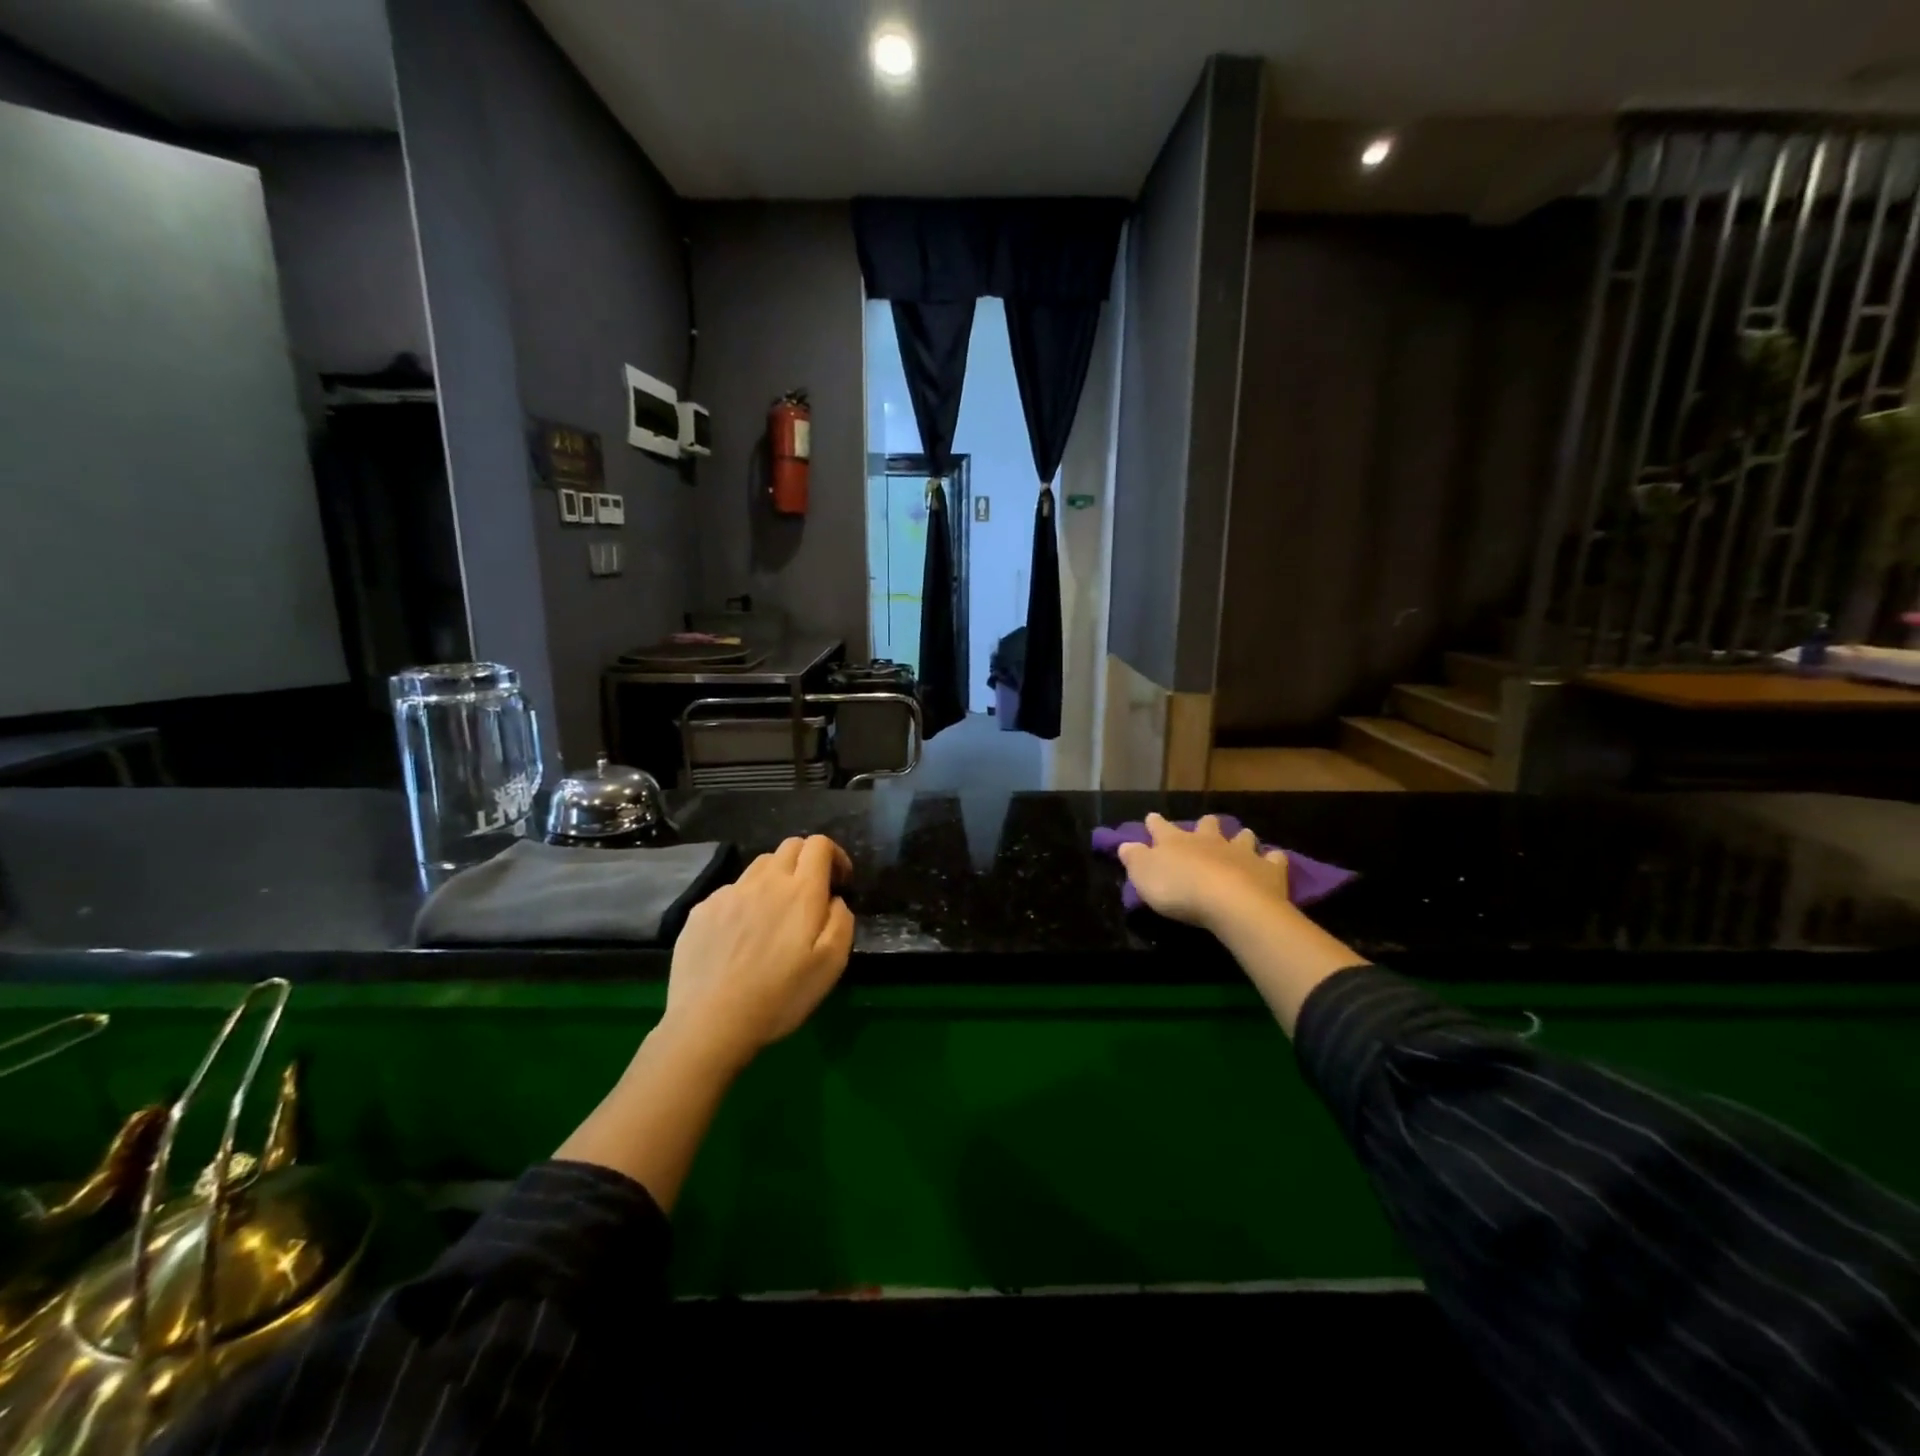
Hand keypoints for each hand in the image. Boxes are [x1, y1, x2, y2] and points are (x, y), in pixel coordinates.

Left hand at [661, 835, 854, 1070]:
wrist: (710, 1022)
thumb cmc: (780, 995)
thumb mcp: (832, 964)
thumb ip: (841, 920)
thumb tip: (834, 900)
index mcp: (801, 890)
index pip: (818, 844)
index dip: (834, 855)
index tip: (840, 882)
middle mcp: (764, 881)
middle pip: (789, 846)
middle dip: (806, 861)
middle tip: (811, 895)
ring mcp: (728, 893)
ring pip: (759, 866)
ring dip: (775, 878)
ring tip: (775, 914)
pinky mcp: (701, 910)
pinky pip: (731, 892)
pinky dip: (745, 901)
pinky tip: (741, 936)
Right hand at [1116, 813, 1289, 930]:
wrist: (1230, 902)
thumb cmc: (1179, 889)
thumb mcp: (1143, 876)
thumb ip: (1134, 858)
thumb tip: (1124, 844)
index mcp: (1176, 841)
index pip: (1161, 827)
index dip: (1155, 823)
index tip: (1151, 817)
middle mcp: (1209, 840)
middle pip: (1207, 825)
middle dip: (1205, 825)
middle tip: (1206, 827)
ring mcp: (1241, 852)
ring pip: (1242, 836)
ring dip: (1240, 837)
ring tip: (1241, 840)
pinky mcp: (1268, 869)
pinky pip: (1274, 859)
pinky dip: (1273, 859)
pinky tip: (1274, 860)